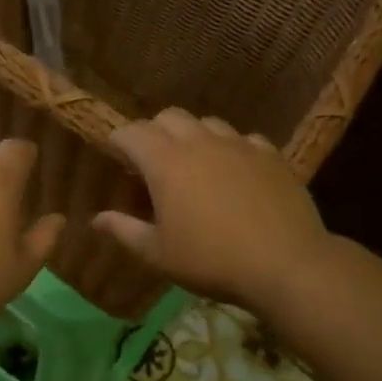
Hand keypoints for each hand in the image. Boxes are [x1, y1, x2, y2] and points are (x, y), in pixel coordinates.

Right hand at [93, 108, 333, 314]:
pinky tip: (235, 171)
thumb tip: (96, 219)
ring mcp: (237, 144)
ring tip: (194, 163)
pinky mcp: (269, 153)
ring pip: (207, 122)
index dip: (119, 140)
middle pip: (168, 116)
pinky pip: (243, 138)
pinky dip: (231, 148)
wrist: (285, 264)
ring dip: (193, 135)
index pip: (131, 132)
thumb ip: (124, 230)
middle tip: (152, 160)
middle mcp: (199, 141)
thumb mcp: (158, 254)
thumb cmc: (211, 261)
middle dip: (154, 131)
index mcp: (165, 162)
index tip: (116, 155)